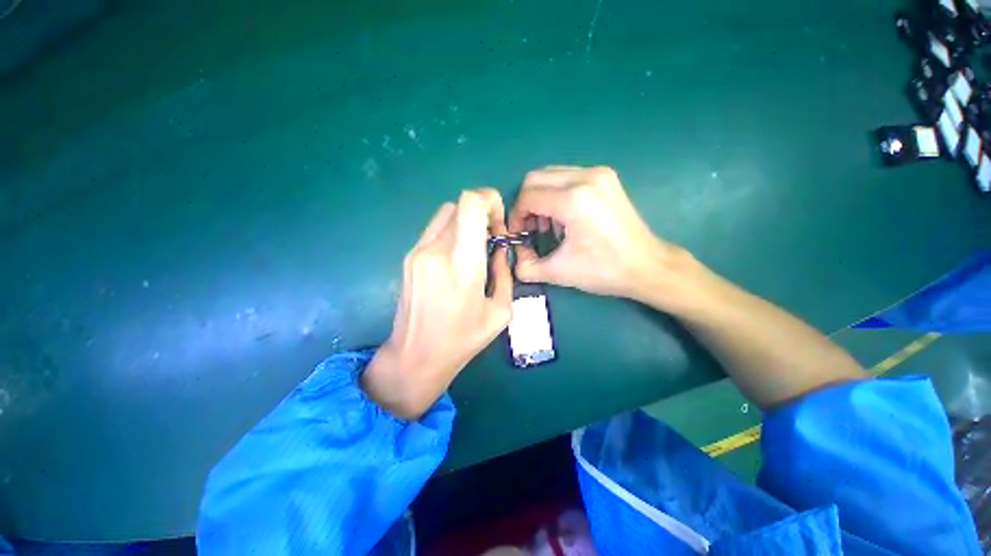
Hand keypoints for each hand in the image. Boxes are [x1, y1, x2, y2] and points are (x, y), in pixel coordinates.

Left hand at [363, 189, 512, 419]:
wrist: (415, 356)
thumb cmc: (463, 339)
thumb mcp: (500, 311)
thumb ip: (504, 273)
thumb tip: (499, 249)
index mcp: (463, 264)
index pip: (471, 204)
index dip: (489, 200)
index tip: (499, 223)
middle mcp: (436, 251)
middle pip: (460, 205)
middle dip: (482, 213)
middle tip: (492, 238)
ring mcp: (417, 252)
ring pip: (446, 214)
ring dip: (465, 222)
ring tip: (474, 248)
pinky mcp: (408, 257)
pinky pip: (434, 229)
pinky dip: (451, 232)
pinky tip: (456, 258)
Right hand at [509, 165, 688, 302]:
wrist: (647, 266)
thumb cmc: (604, 270)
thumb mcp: (559, 272)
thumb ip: (527, 266)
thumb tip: (515, 257)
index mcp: (573, 200)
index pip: (528, 197)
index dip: (516, 216)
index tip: (519, 234)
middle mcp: (586, 177)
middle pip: (536, 178)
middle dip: (527, 204)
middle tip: (532, 228)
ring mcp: (599, 173)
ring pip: (551, 175)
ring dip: (542, 198)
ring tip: (550, 226)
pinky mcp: (606, 177)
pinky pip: (568, 177)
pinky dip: (557, 195)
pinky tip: (566, 218)